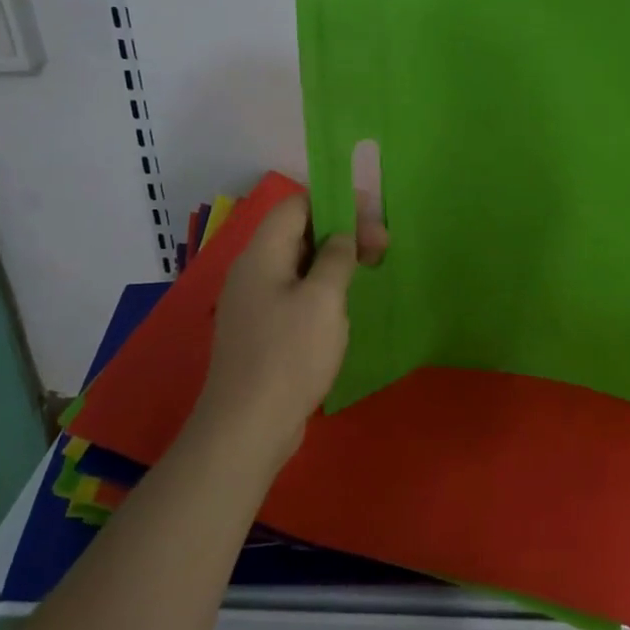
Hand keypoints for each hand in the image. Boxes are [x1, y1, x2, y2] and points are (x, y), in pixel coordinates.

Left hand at [193, 193, 386, 466]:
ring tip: (368, 273)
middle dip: (341, 232)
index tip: (373, 217)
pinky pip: (294, 293)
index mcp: (262, 255)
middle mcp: (253, 271)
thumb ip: (336, 257)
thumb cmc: (289, 355)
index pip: (296, 205)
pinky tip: (342, 308)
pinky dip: (321, 288)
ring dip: (334, 261)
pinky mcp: (261, 331)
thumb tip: (342, 236)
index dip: (335, 202)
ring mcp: (254, 303)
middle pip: (298, 232)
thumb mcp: (323, 299)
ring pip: (298, 264)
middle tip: (382, 248)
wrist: (247, 427)